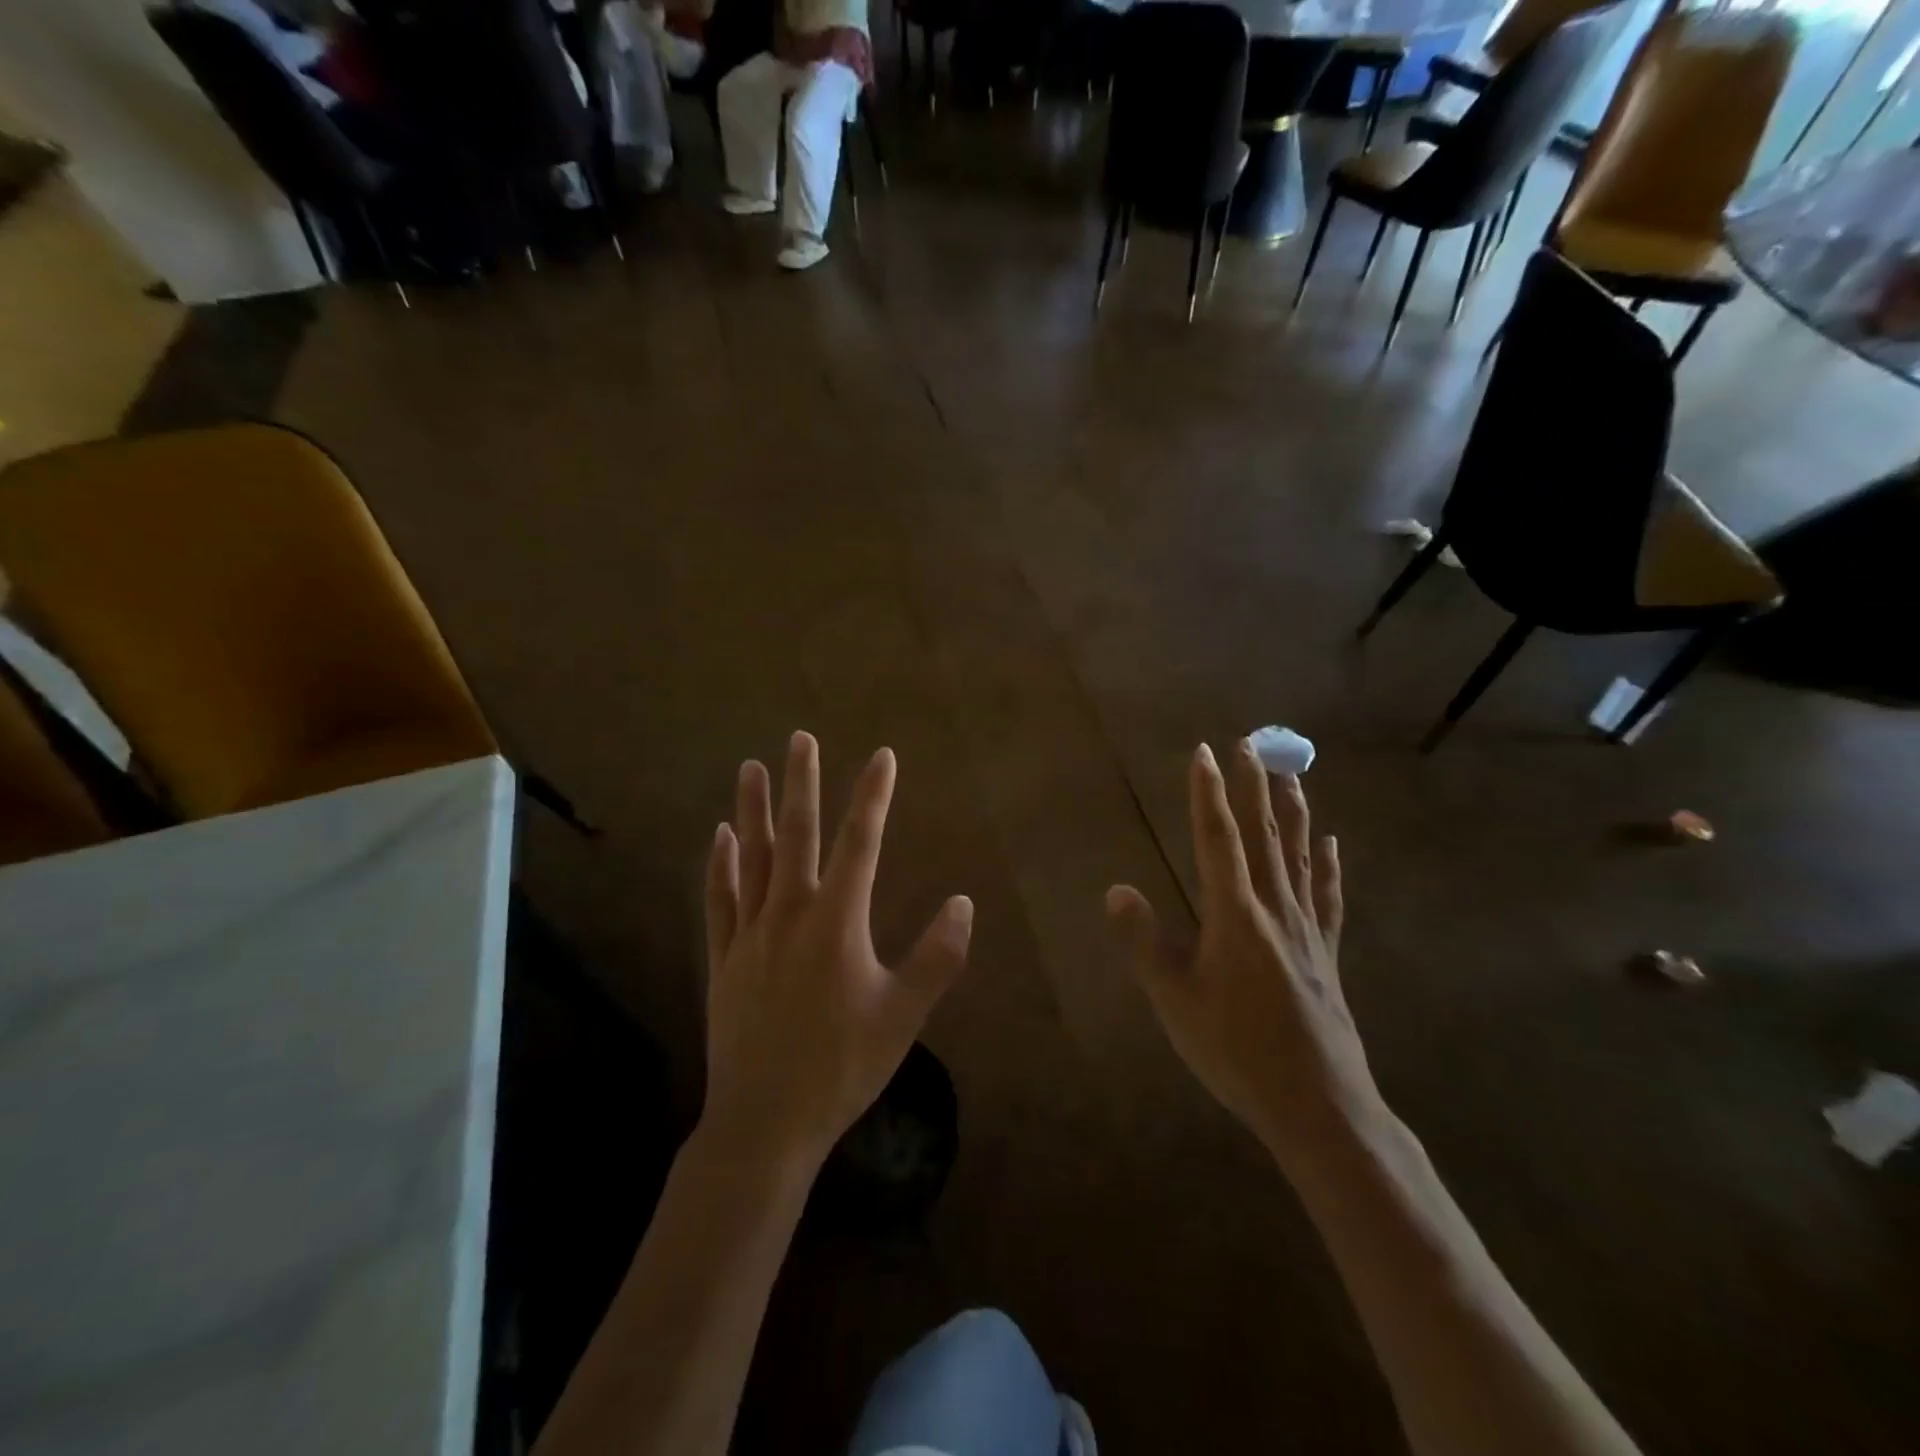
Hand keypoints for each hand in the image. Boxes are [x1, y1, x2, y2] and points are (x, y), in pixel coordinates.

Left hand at [702, 732, 972, 1168]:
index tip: (883, 756)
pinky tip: (721, 836)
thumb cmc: (842, 1067)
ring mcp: (750, 934)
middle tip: (800, 738)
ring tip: (751, 766)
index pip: (861, 843)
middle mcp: (790, 914)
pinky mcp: (723, 958)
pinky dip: (721, 864)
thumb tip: (963, 903)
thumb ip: (938, 957)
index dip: (873, 796)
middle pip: (797, 835)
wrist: (765, 1123)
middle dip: (801, 783)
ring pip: (751, 857)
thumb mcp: (904, 1015)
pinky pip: (720, 899)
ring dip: (751, 809)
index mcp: (836, 922)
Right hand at [1106, 740, 1378, 1174]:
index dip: (1209, 793)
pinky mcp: (1326, 953)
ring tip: (1291, 772)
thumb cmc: (1237, 1051)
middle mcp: (1275, 909)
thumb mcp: (1174, 1000)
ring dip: (1293, 810)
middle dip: (1254, 786)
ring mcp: (1307, 929)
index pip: (1218, 839)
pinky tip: (1332, 842)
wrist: (1318, 1105)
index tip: (1205, 751)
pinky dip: (1329, 864)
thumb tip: (1116, 889)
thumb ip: (1143, 942)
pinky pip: (1328, 895)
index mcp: (1235, 914)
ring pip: (1300, 855)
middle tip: (1253, 742)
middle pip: (1264, 834)